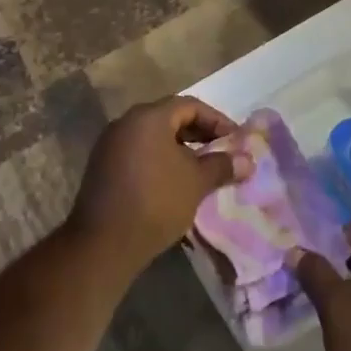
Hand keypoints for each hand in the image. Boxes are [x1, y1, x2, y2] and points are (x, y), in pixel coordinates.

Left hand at [67, 96, 249, 276]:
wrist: (103, 244)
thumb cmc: (156, 202)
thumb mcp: (196, 182)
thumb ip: (222, 166)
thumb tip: (247, 161)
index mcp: (149, 117)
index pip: (189, 105)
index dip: (216, 120)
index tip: (234, 139)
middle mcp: (126, 123)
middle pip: (169, 118)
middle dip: (198, 133)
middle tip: (220, 151)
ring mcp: (110, 145)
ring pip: (153, 136)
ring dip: (178, 148)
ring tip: (200, 168)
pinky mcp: (102, 167)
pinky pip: (138, 152)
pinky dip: (159, 159)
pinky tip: (173, 181)